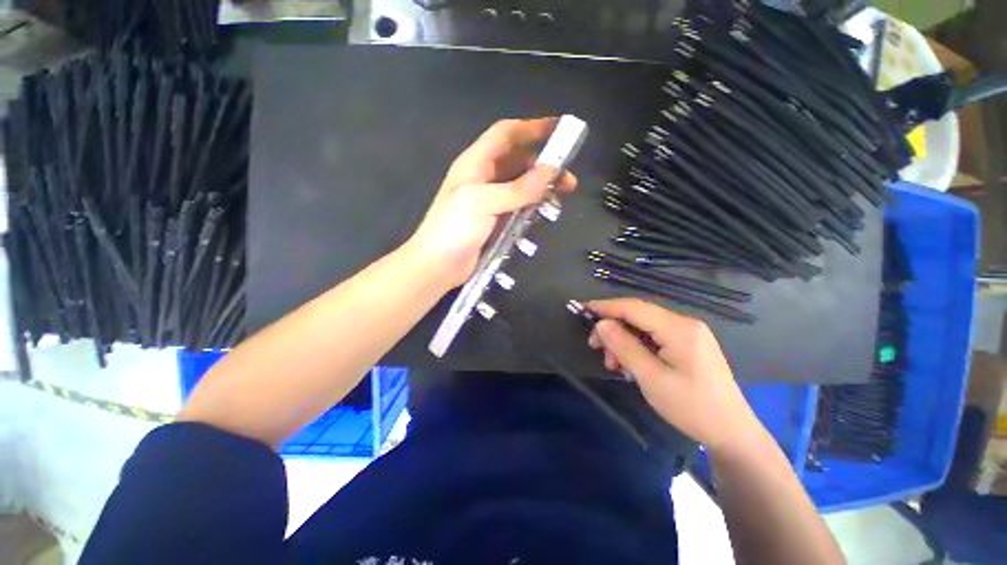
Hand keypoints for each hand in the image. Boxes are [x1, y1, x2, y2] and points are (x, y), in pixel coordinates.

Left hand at [404, 118, 577, 287]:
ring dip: (541, 188)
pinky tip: (542, 215)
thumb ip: (517, 189)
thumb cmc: (453, 229)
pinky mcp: (495, 220)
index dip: (532, 128)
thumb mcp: (482, 203)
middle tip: (568, 179)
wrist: (437, 266)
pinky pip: (518, 206)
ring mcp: (490, 200)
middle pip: (518, 161)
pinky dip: (532, 207)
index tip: (561, 129)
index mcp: (475, 163)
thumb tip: (551, 170)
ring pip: (521, 185)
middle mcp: (484, 177)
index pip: (506, 134)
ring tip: (559, 199)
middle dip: (544, 165)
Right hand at [587, 298, 760, 451]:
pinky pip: (654, 338)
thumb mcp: (651, 378)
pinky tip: (630, 365)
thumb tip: (601, 324)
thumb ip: (624, 346)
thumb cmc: (691, 407)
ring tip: (613, 364)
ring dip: (623, 341)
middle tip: (594, 346)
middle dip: (613, 329)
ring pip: (644, 328)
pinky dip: (637, 348)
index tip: (582, 309)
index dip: (605, 306)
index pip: (634, 307)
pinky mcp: (688, 345)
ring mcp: (688, 334)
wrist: (732, 433)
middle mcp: (684, 324)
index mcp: (678, 328)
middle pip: (638, 316)